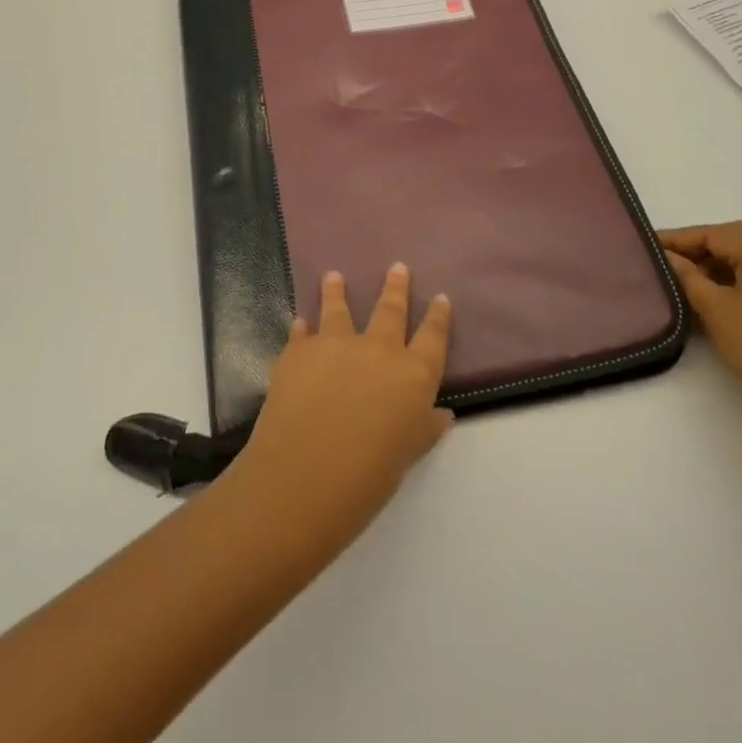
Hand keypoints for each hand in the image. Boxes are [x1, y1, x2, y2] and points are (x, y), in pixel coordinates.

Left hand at [234, 264, 453, 532]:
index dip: (438, 317)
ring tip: (334, 275)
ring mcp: (336, 345)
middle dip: (396, 288)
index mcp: (413, 374)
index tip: (441, 298)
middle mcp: (378, 349)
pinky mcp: (299, 352)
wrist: (305, 476)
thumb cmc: (369, 475)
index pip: (433, 337)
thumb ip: (425, 427)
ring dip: (338, 291)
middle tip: (397, 267)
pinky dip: (302, 328)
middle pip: (390, 310)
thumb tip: (442, 413)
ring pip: (339, 309)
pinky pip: (302, 334)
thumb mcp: (409, 454)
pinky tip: (300, 323)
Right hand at [658, 222, 741, 424]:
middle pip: (732, 238)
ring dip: (713, 260)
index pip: (715, 234)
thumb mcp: (714, 307)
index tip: (650, 241)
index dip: (681, 237)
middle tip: (668, 255)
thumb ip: (687, 275)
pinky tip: (710, 291)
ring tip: (684, 274)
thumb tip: (667, 256)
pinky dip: (729, 275)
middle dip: (698, 244)